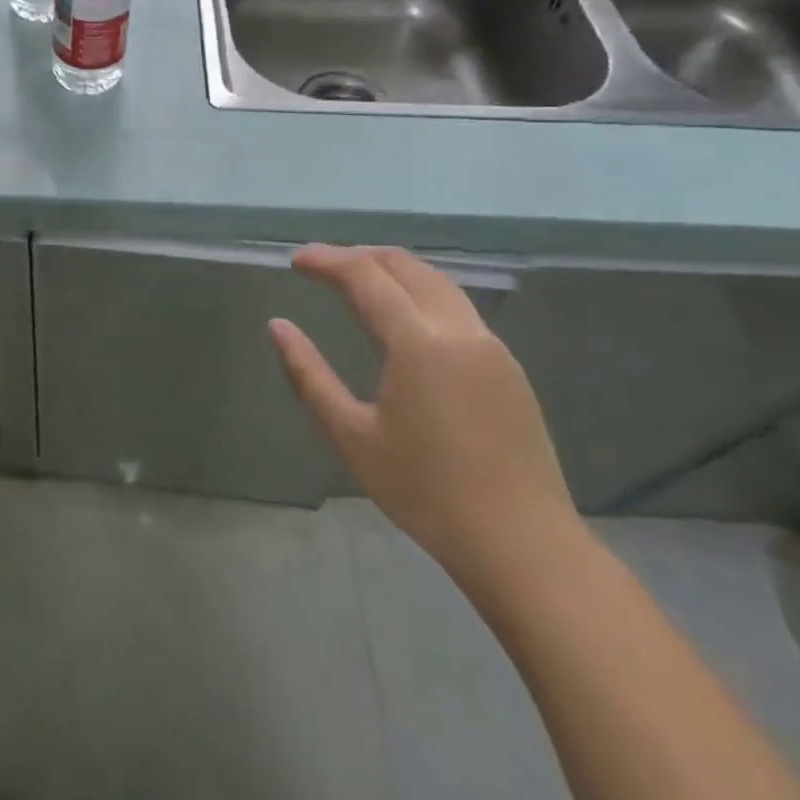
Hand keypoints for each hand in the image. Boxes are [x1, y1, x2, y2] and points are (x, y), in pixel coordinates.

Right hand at [269, 246, 580, 593]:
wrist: (522, 544)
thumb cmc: (424, 491)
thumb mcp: (351, 435)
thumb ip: (309, 374)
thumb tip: (277, 326)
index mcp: (418, 342)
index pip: (366, 277)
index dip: (327, 260)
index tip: (296, 260)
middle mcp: (459, 330)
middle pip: (406, 266)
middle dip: (359, 256)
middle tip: (321, 265)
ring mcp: (490, 346)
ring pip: (437, 282)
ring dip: (393, 270)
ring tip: (357, 279)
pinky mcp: (507, 367)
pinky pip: (457, 306)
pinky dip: (420, 292)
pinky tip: (403, 316)